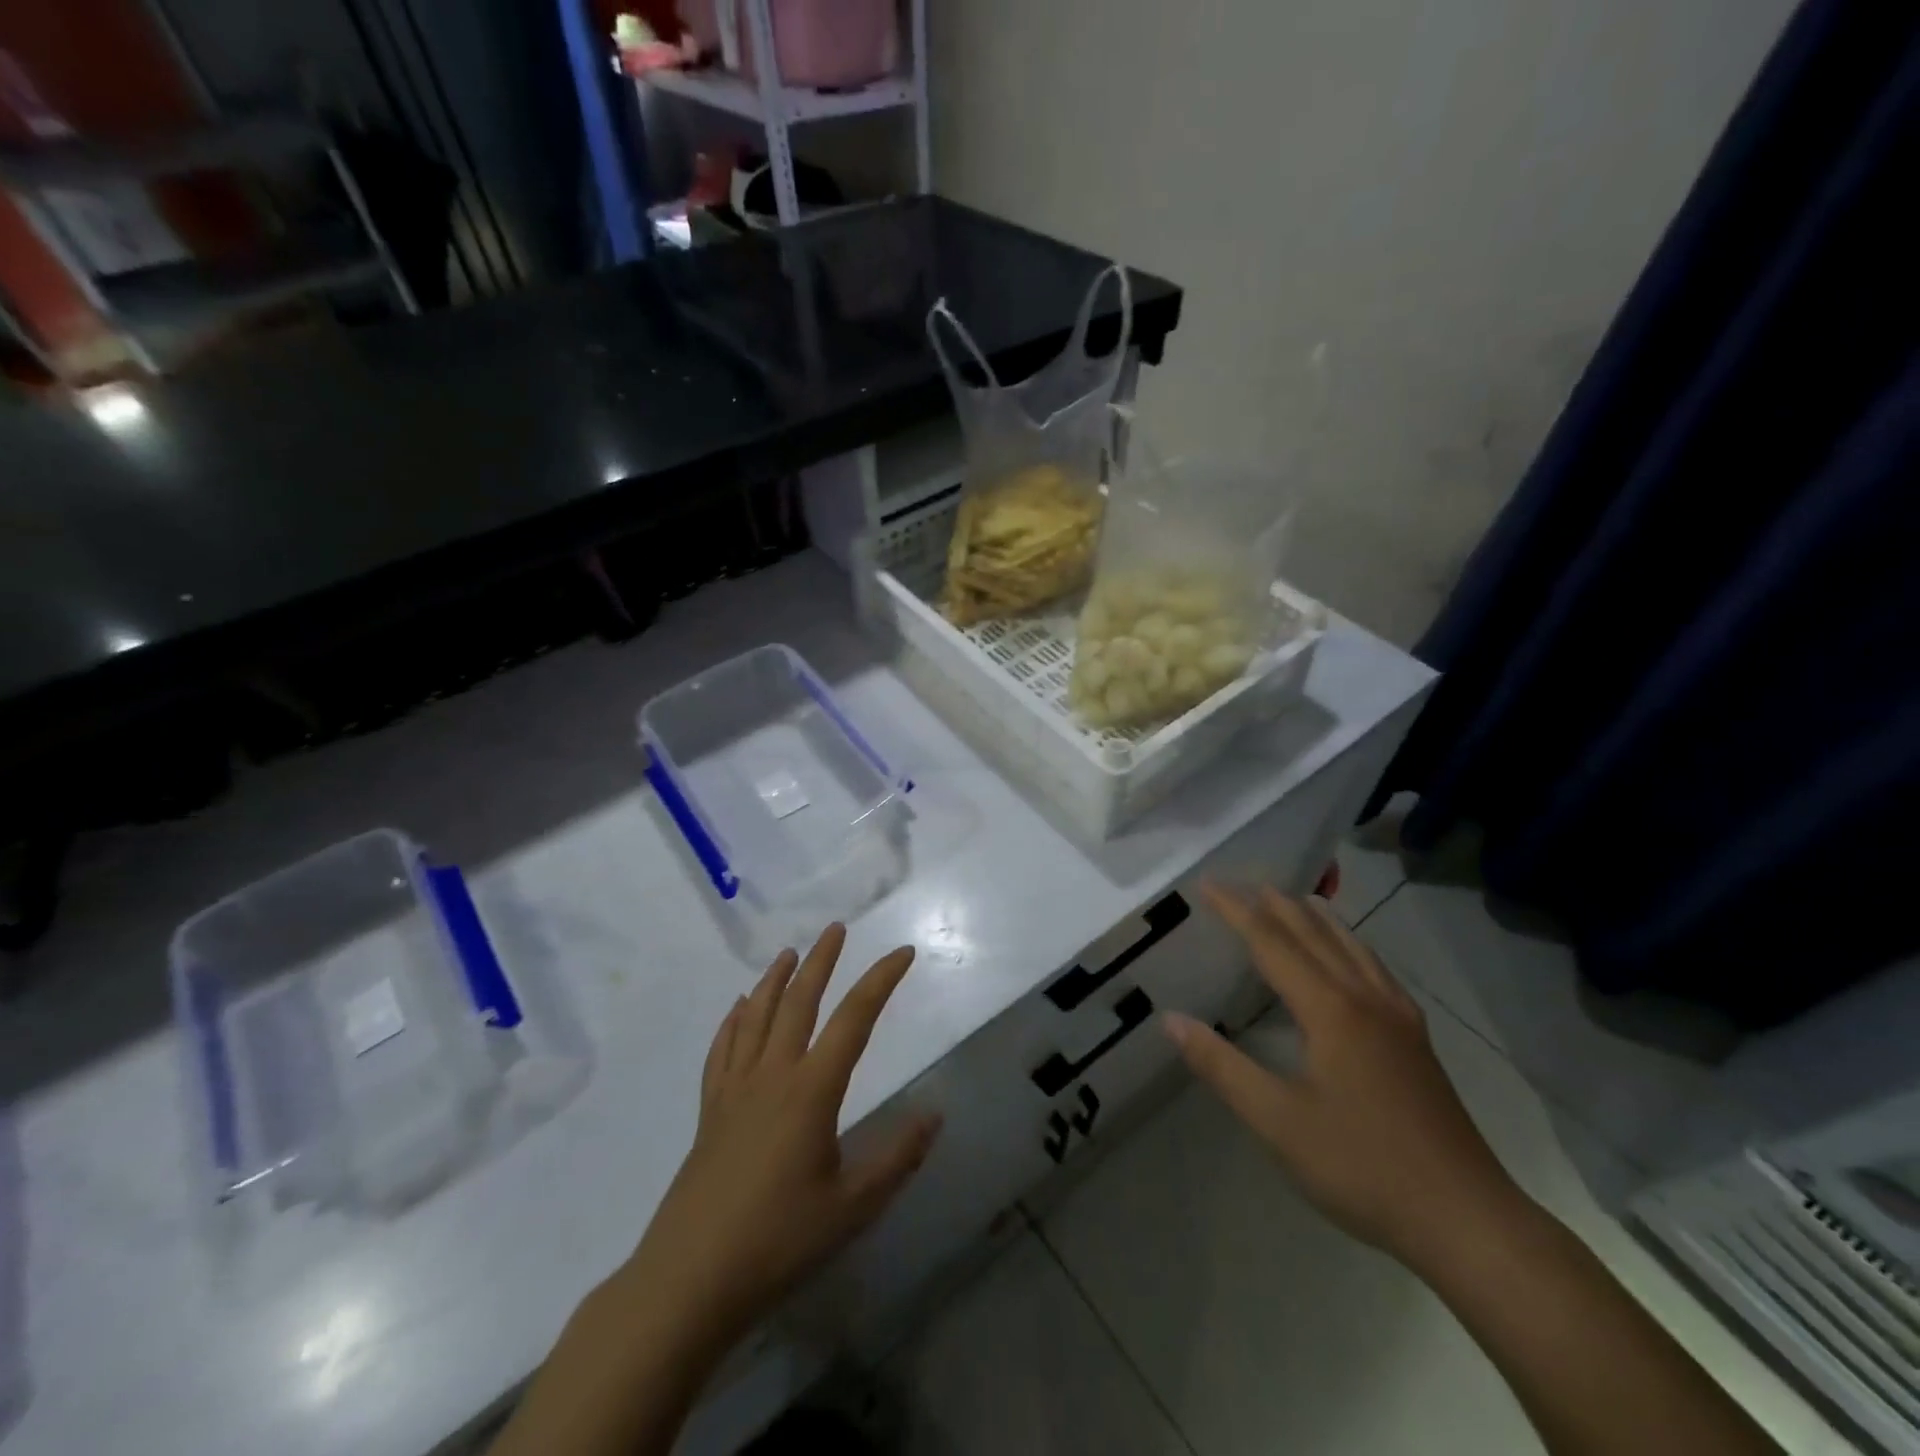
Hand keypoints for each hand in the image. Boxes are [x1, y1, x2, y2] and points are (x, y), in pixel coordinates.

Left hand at [614, 924, 942, 1354]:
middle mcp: (772, 1075)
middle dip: (821, 961)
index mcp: (811, 1090)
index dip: (881, 980)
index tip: (903, 952)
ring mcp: (735, 1090)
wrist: (689, 1281)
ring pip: (756, 1017)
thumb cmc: (778, 1241)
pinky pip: (722, 1050)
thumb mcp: (853, 1207)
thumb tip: (935, 1113)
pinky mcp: (710, 1111)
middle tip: (836, 929)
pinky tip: (738, 1009)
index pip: (854, 1019)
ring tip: (789, 953)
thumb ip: (897, 1157)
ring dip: (775, 980)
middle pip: (799, 1001)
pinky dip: (733, 1021)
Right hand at [1165, 884, 1520, 1272]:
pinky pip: (1376, 971)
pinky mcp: (1417, 1042)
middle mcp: (1365, 1000)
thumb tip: (1171, 1020)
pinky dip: (1352, 946)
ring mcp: (1398, 1019)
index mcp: (1330, 1010)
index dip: (1237, 911)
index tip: (1208, 883)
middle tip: (1246, 881)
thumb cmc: (1362, 1167)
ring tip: (1298, 900)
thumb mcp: (1277, 1122)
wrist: (1467, 1219)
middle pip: (1316, 936)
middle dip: (1278, 905)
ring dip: (1319, 919)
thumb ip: (1222, 1067)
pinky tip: (1354, 959)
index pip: (1273, 944)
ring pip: (1353, 948)